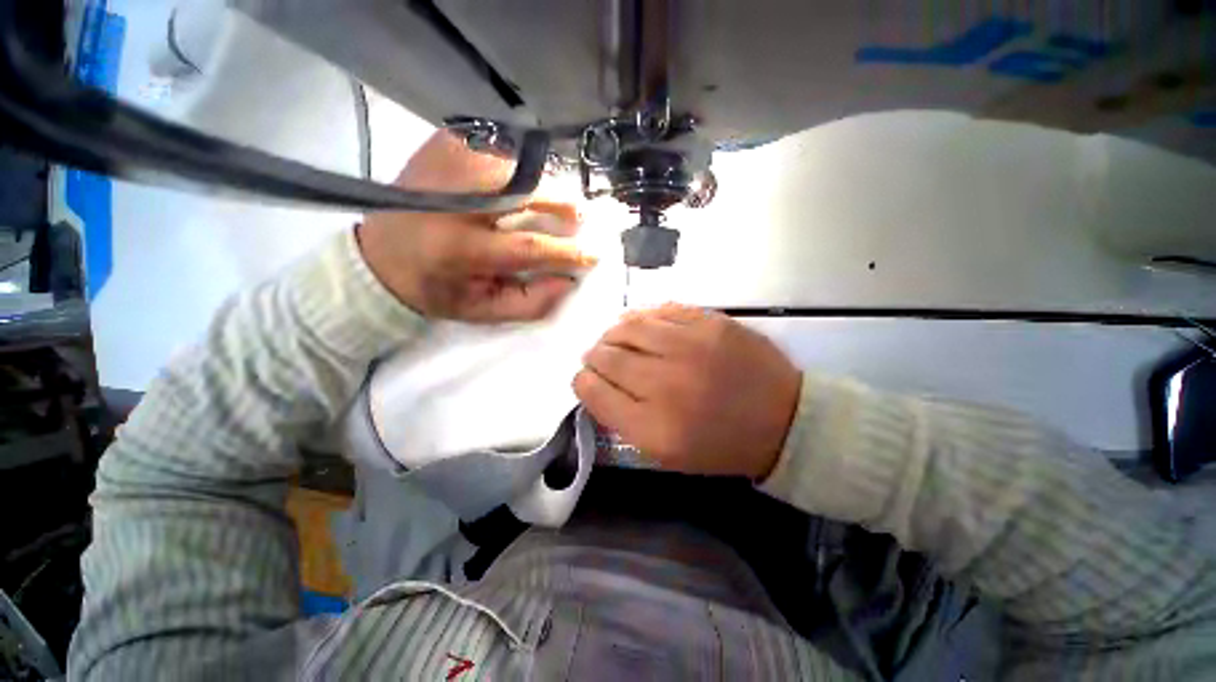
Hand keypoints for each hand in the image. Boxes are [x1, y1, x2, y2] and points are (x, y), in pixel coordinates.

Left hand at [357, 131, 595, 321]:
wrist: (379, 255)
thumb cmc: (437, 289)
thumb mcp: (483, 310)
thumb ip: (530, 302)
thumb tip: (568, 280)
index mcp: (461, 249)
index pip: (530, 246)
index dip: (569, 251)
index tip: (594, 253)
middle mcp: (454, 199)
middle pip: (526, 191)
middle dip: (563, 204)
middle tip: (580, 217)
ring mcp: (448, 163)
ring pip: (518, 165)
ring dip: (544, 185)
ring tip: (553, 203)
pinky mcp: (444, 144)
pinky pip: (500, 149)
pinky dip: (520, 167)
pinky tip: (520, 185)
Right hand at [574, 304, 801, 479]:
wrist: (782, 420)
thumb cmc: (720, 444)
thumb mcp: (666, 452)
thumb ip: (623, 421)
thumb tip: (596, 385)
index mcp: (653, 427)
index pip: (594, 392)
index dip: (583, 382)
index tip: (585, 378)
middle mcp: (666, 384)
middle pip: (607, 356)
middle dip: (594, 356)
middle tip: (598, 356)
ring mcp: (690, 347)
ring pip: (628, 326)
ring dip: (614, 333)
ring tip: (616, 338)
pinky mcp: (710, 323)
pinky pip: (660, 310)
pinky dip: (644, 317)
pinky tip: (643, 325)